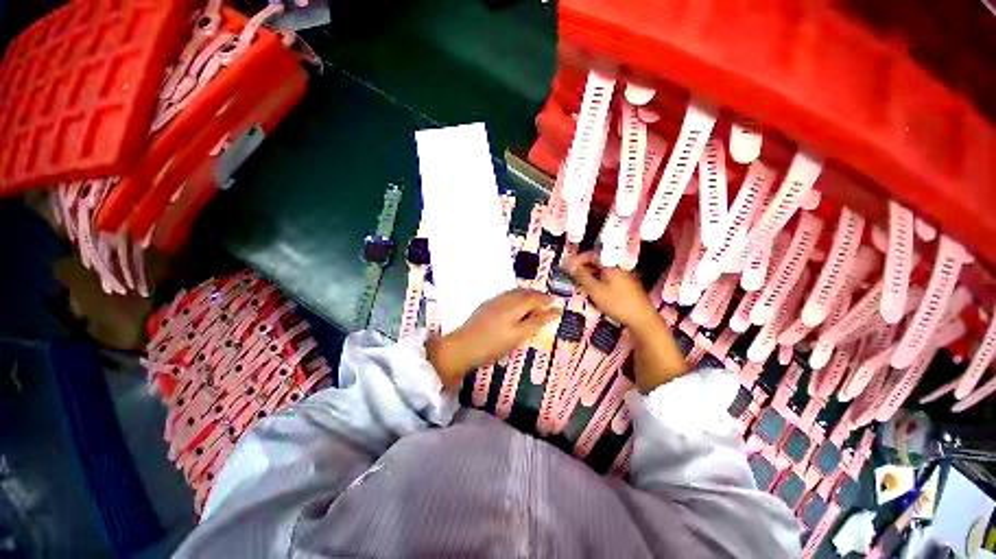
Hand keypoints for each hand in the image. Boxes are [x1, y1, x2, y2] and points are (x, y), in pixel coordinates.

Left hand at [426, 289, 559, 388]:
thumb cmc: (492, 346)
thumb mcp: (517, 337)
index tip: (557, 304)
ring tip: (535, 299)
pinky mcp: (486, 304)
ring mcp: (494, 301)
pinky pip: (507, 294)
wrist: (462, 346)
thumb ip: (535, 323)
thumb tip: (553, 312)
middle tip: (547, 300)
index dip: (547, 301)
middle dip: (538, 295)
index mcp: (514, 308)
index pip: (535, 300)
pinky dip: (517, 295)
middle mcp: (505, 300)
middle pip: (525, 293)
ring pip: (515, 292)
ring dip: (528, 293)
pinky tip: (516, 301)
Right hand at [564, 251, 686, 392]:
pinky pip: (609, 278)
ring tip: (580, 283)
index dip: (578, 259)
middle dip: (583, 267)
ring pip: (603, 270)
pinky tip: (594, 290)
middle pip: (598, 261)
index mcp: (612, 264)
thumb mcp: (595, 290)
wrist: (642, 320)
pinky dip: (598, 280)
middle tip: (572, 276)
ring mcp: (624, 276)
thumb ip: (582, 276)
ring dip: (590, 274)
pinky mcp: (627, 286)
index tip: (568, 267)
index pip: (592, 254)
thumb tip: (571, 266)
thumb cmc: (617, 303)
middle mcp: (619, 267)